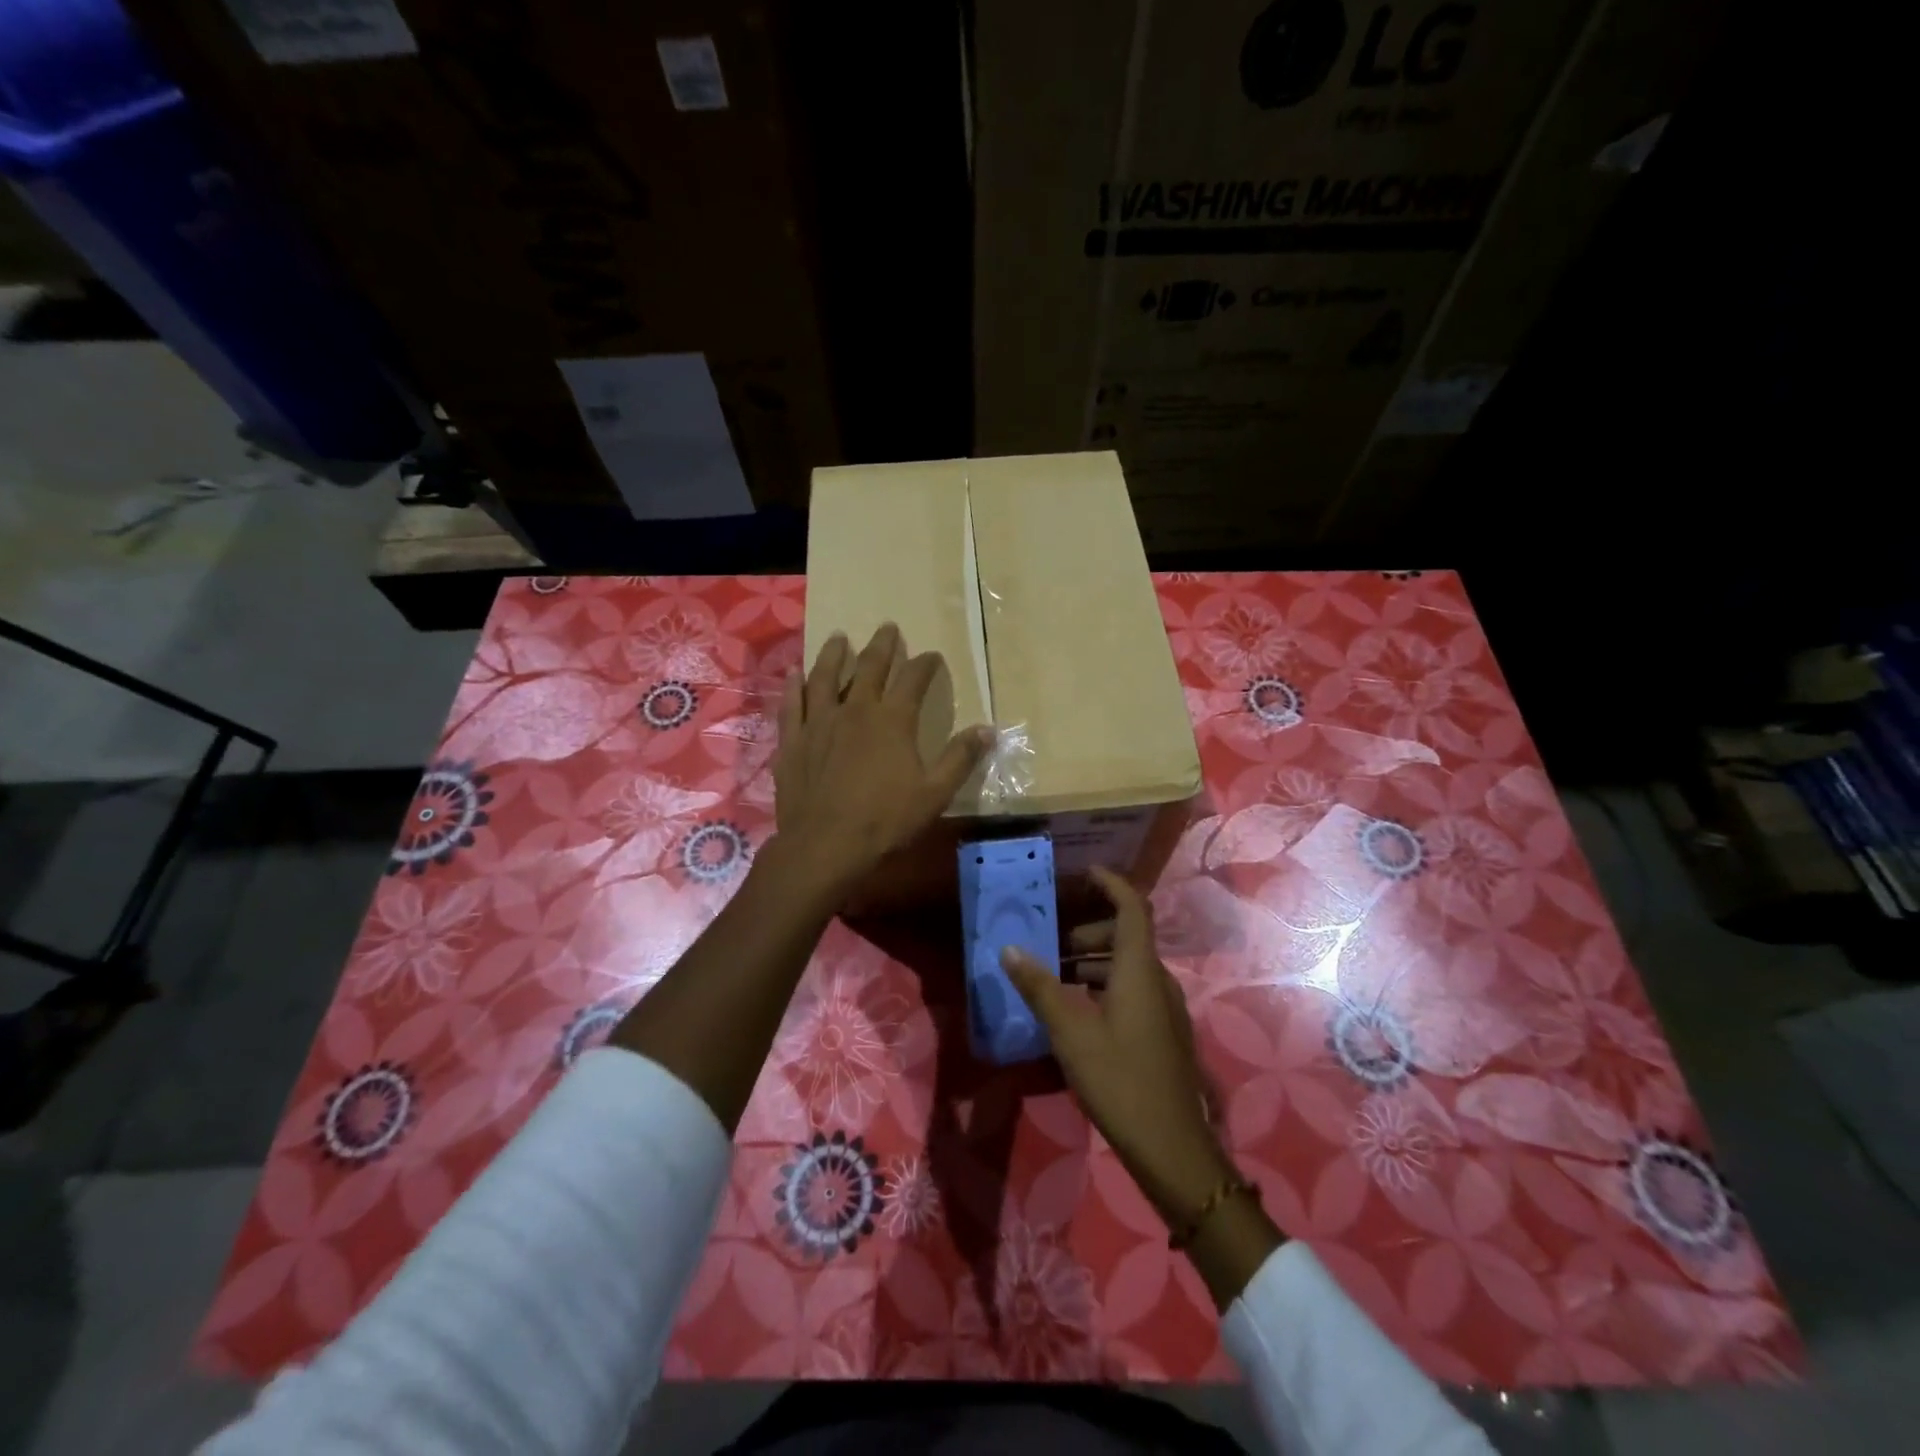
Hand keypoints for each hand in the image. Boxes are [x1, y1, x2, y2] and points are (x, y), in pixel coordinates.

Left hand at [774, 624, 992, 898]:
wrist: (824, 846)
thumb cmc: (884, 822)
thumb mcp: (934, 794)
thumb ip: (960, 758)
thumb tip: (988, 729)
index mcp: (892, 721)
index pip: (913, 680)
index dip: (925, 664)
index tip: (933, 656)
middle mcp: (854, 710)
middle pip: (869, 668)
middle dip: (882, 646)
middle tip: (888, 628)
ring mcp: (818, 723)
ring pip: (825, 677)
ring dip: (835, 655)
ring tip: (840, 638)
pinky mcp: (792, 740)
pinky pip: (791, 704)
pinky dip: (793, 685)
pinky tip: (794, 673)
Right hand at [1000, 866, 1235, 1228]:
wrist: (1173, 1148)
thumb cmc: (1120, 1081)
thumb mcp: (1071, 1033)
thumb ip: (1040, 988)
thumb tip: (1009, 950)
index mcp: (1139, 970)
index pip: (1132, 908)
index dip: (1111, 884)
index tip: (1084, 873)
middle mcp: (1158, 981)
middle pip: (1128, 937)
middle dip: (1091, 932)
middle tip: (1054, 945)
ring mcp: (1167, 1009)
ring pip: (1131, 967)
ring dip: (1097, 962)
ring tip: (1060, 978)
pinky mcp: (1166, 1034)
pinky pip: (1136, 991)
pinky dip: (1108, 986)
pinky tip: (1081, 1013)